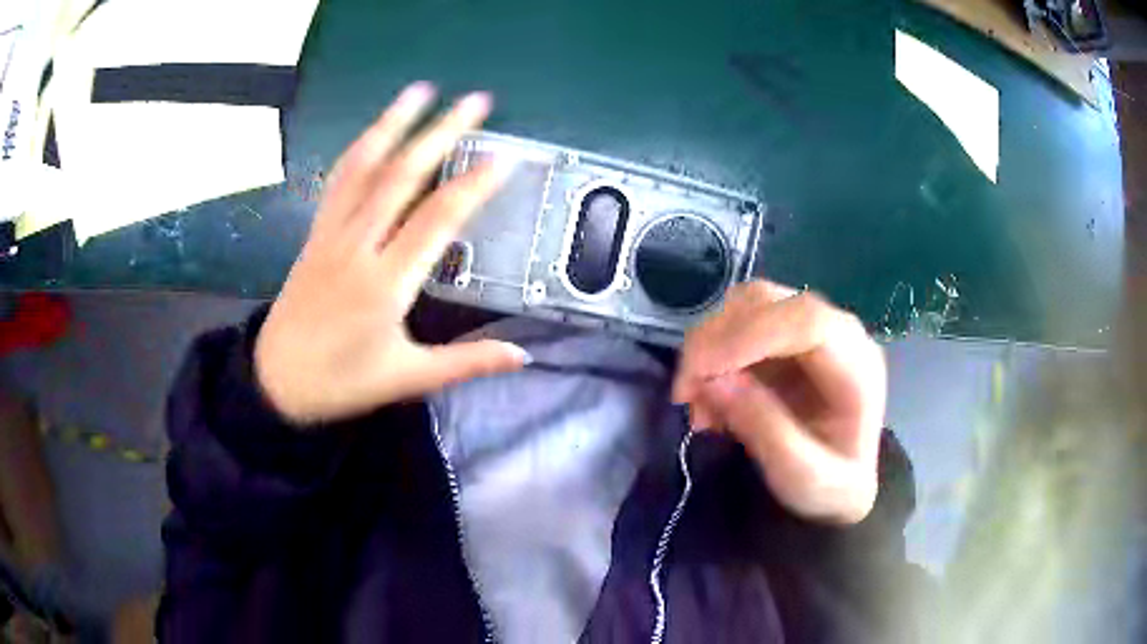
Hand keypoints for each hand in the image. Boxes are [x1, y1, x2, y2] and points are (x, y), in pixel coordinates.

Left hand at [255, 83, 527, 424]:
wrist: (276, 381)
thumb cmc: (342, 382)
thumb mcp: (407, 379)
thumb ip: (466, 363)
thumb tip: (523, 355)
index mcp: (385, 285)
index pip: (436, 220)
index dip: (472, 186)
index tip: (503, 158)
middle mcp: (357, 247)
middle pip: (402, 176)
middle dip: (441, 132)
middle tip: (476, 101)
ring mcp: (331, 234)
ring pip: (365, 167)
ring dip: (394, 123)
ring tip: (421, 90)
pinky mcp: (315, 233)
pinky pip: (339, 181)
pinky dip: (360, 149)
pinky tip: (375, 130)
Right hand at [672, 281, 885, 523]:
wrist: (843, 486)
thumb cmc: (831, 488)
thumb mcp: (803, 478)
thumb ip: (766, 430)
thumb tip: (713, 380)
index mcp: (857, 365)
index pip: (806, 321)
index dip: (749, 335)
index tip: (702, 373)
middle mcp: (836, 331)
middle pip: (768, 301)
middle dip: (715, 340)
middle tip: (685, 394)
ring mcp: (809, 328)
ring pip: (745, 305)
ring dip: (707, 345)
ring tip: (695, 400)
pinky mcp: (784, 335)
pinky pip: (736, 323)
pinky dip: (710, 353)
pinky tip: (707, 394)